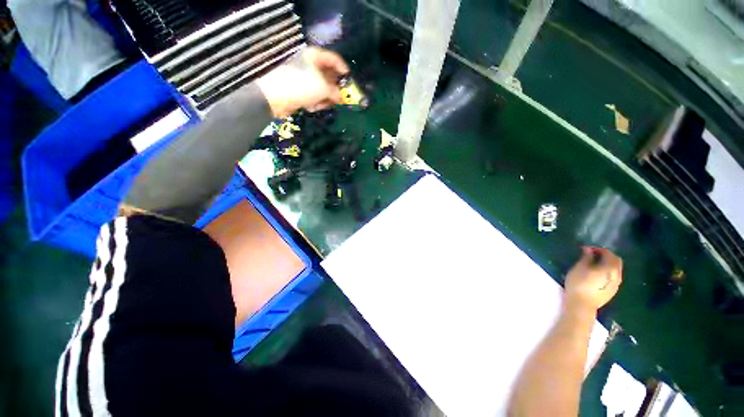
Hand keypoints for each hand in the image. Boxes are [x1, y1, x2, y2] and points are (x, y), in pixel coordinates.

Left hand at [256, 46, 349, 117]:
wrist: (275, 97)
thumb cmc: (301, 86)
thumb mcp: (323, 88)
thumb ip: (336, 92)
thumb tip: (341, 98)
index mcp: (314, 57)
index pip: (334, 59)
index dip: (343, 69)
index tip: (349, 81)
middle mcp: (309, 65)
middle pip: (329, 77)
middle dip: (333, 90)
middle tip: (337, 100)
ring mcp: (304, 78)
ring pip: (322, 89)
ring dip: (323, 99)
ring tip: (320, 105)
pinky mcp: (300, 90)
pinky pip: (314, 95)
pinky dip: (314, 102)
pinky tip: (310, 107)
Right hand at [564, 247, 622, 312]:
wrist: (582, 304)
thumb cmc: (579, 284)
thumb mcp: (579, 268)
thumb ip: (586, 257)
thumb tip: (588, 249)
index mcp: (610, 267)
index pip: (608, 253)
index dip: (598, 249)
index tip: (587, 249)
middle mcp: (617, 274)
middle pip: (616, 261)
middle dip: (606, 256)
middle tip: (592, 255)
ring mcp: (617, 284)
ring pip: (616, 269)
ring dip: (607, 264)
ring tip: (594, 264)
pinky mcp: (613, 290)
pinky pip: (613, 277)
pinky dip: (608, 272)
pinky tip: (597, 274)